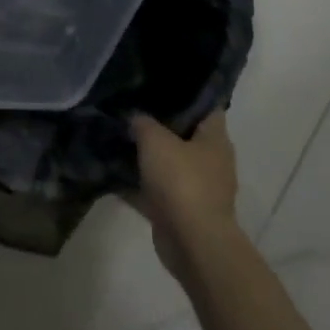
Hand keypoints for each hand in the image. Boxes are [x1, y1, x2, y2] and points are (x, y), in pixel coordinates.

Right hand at [130, 110, 241, 279]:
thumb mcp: (156, 141)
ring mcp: (199, 188)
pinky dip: (140, 185)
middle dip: (159, 125)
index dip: (186, 94)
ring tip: (118, 139)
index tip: (158, 86)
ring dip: (148, 157)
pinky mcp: (182, 211)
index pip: (206, 106)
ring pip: (169, 164)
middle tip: (131, 110)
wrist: (192, 242)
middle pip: (185, 135)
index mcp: (215, 139)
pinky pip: (158, 191)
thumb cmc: (181, 182)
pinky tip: (113, 174)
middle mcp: (212, 161)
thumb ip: (143, 123)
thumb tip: (135, 117)